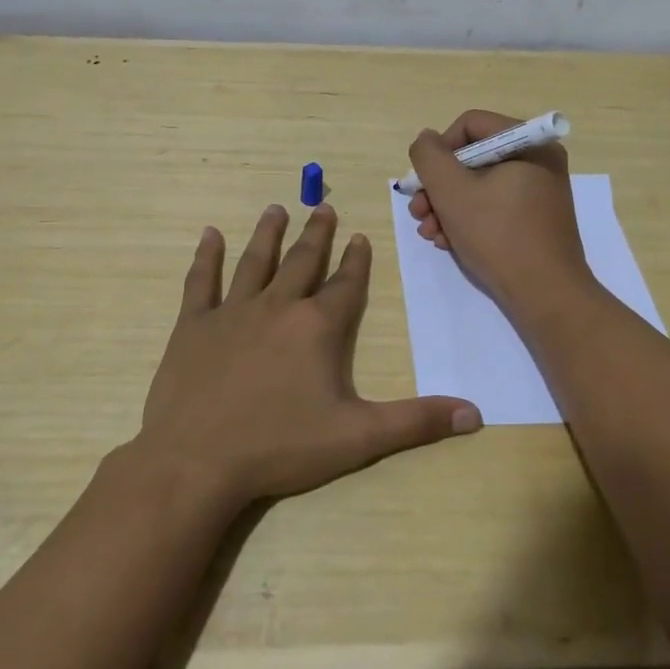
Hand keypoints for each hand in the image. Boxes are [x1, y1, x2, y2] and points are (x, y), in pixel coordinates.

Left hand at [133, 203, 482, 508]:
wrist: (197, 461)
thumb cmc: (280, 447)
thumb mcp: (358, 438)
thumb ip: (416, 422)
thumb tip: (475, 414)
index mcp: (317, 327)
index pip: (345, 285)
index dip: (356, 261)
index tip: (360, 237)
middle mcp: (277, 307)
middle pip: (301, 261)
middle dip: (316, 234)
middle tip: (322, 206)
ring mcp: (232, 312)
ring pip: (255, 262)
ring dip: (268, 234)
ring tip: (277, 209)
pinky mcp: (194, 326)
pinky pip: (202, 281)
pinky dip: (207, 256)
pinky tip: (210, 234)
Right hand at [406, 109, 595, 317]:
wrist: (546, 295)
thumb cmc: (498, 236)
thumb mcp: (451, 191)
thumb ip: (429, 156)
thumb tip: (427, 140)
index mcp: (528, 143)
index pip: (470, 125)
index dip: (439, 150)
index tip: (424, 182)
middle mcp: (538, 160)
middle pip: (472, 158)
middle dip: (439, 186)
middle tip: (419, 213)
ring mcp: (539, 191)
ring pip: (479, 185)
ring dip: (447, 207)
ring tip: (430, 234)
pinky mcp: (536, 219)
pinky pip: (494, 206)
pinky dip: (468, 220)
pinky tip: (449, 242)